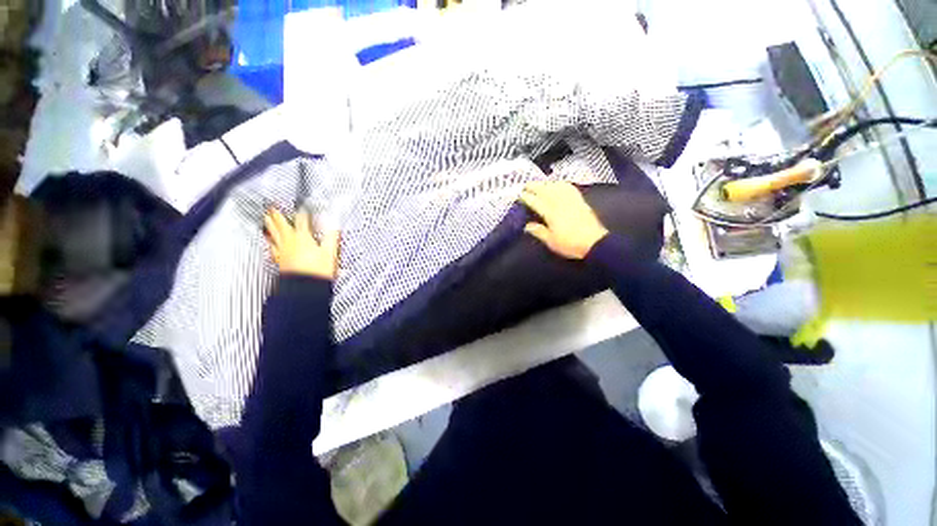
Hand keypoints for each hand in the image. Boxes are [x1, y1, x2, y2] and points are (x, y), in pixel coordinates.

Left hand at [264, 209, 339, 279]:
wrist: (304, 287)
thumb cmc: (317, 270)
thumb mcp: (330, 252)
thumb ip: (332, 236)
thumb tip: (334, 224)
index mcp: (303, 237)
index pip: (301, 220)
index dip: (303, 212)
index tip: (303, 207)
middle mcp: (290, 241)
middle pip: (281, 224)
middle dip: (277, 215)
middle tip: (272, 207)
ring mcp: (282, 250)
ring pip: (273, 234)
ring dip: (270, 225)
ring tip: (266, 219)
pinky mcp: (279, 260)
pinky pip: (272, 247)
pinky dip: (269, 241)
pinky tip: (269, 242)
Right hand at [519, 181, 608, 259]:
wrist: (594, 243)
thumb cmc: (570, 244)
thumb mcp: (551, 241)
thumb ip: (539, 232)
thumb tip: (527, 226)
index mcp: (551, 214)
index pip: (536, 202)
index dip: (527, 197)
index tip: (520, 194)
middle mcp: (560, 204)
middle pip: (545, 190)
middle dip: (535, 186)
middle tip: (526, 184)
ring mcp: (571, 201)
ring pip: (557, 186)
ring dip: (547, 183)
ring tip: (540, 183)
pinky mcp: (580, 201)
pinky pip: (570, 188)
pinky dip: (562, 183)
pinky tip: (559, 183)